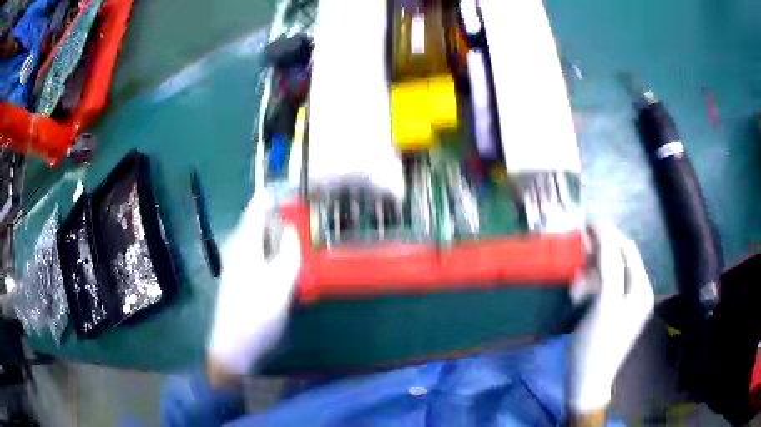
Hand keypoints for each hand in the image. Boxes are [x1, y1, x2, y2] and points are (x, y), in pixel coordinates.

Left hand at [207, 191, 301, 384]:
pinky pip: (265, 256)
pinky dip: (281, 254)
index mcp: (245, 243)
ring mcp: (241, 263)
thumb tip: (293, 228)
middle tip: (315, 218)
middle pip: (264, 220)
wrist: (234, 348)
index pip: (259, 204)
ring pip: (266, 239)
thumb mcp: (279, 285)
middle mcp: (240, 248)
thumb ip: (289, 253)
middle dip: (288, 216)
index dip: (280, 192)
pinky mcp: (245, 278)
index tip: (303, 189)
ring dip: (286, 237)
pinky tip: (296, 265)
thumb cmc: (255, 316)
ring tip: (310, 239)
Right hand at [569, 223, 653, 413]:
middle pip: (619, 260)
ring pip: (609, 274)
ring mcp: (626, 304)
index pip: (627, 248)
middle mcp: (638, 292)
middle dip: (597, 257)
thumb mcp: (604, 302)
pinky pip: (604, 289)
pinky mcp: (614, 313)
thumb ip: (608, 264)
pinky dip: (591, 288)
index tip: (584, 226)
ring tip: (575, 286)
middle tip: (576, 260)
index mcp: (641, 288)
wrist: (586, 383)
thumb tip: (603, 228)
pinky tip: (578, 297)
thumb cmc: (596, 344)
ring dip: (591, 273)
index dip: (608, 234)